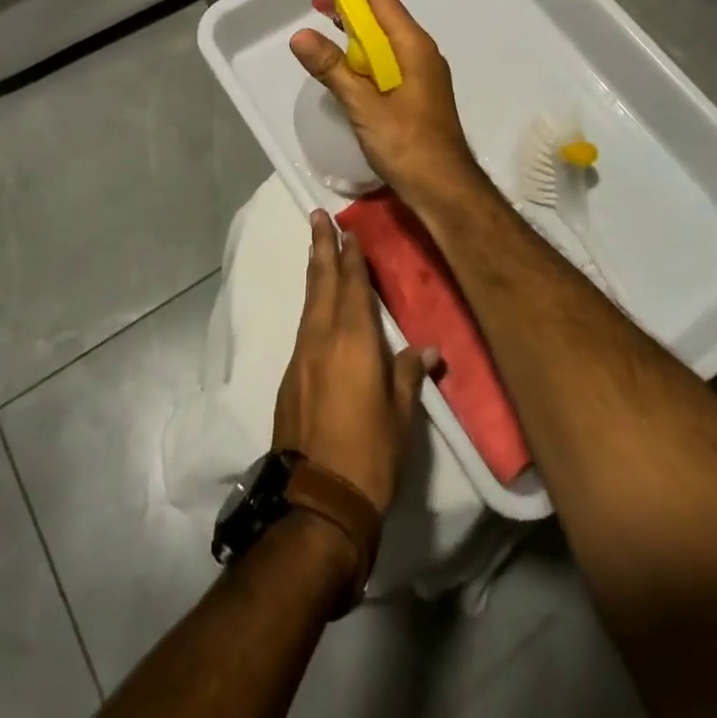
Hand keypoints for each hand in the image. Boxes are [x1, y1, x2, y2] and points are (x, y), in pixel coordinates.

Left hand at [272, 211, 437, 511]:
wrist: (316, 501)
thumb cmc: (370, 455)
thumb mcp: (400, 416)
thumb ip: (408, 374)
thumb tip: (427, 349)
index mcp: (353, 340)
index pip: (352, 285)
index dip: (351, 255)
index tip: (348, 229)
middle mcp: (322, 338)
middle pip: (321, 282)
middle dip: (321, 247)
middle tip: (317, 216)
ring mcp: (301, 357)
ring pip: (309, 303)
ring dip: (314, 273)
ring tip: (316, 250)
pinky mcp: (289, 377)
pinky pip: (303, 328)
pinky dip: (311, 306)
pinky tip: (317, 309)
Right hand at [289, 0, 486, 205]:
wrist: (444, 188)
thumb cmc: (406, 145)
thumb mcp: (362, 106)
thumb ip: (332, 68)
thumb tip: (299, 35)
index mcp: (413, 46)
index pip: (380, 0)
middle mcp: (420, 51)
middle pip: (383, 14)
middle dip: (349, 5)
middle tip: (315, 2)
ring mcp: (422, 71)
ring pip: (385, 37)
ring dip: (355, 28)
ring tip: (324, 24)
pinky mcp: (417, 90)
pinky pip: (388, 57)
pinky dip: (364, 50)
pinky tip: (346, 61)